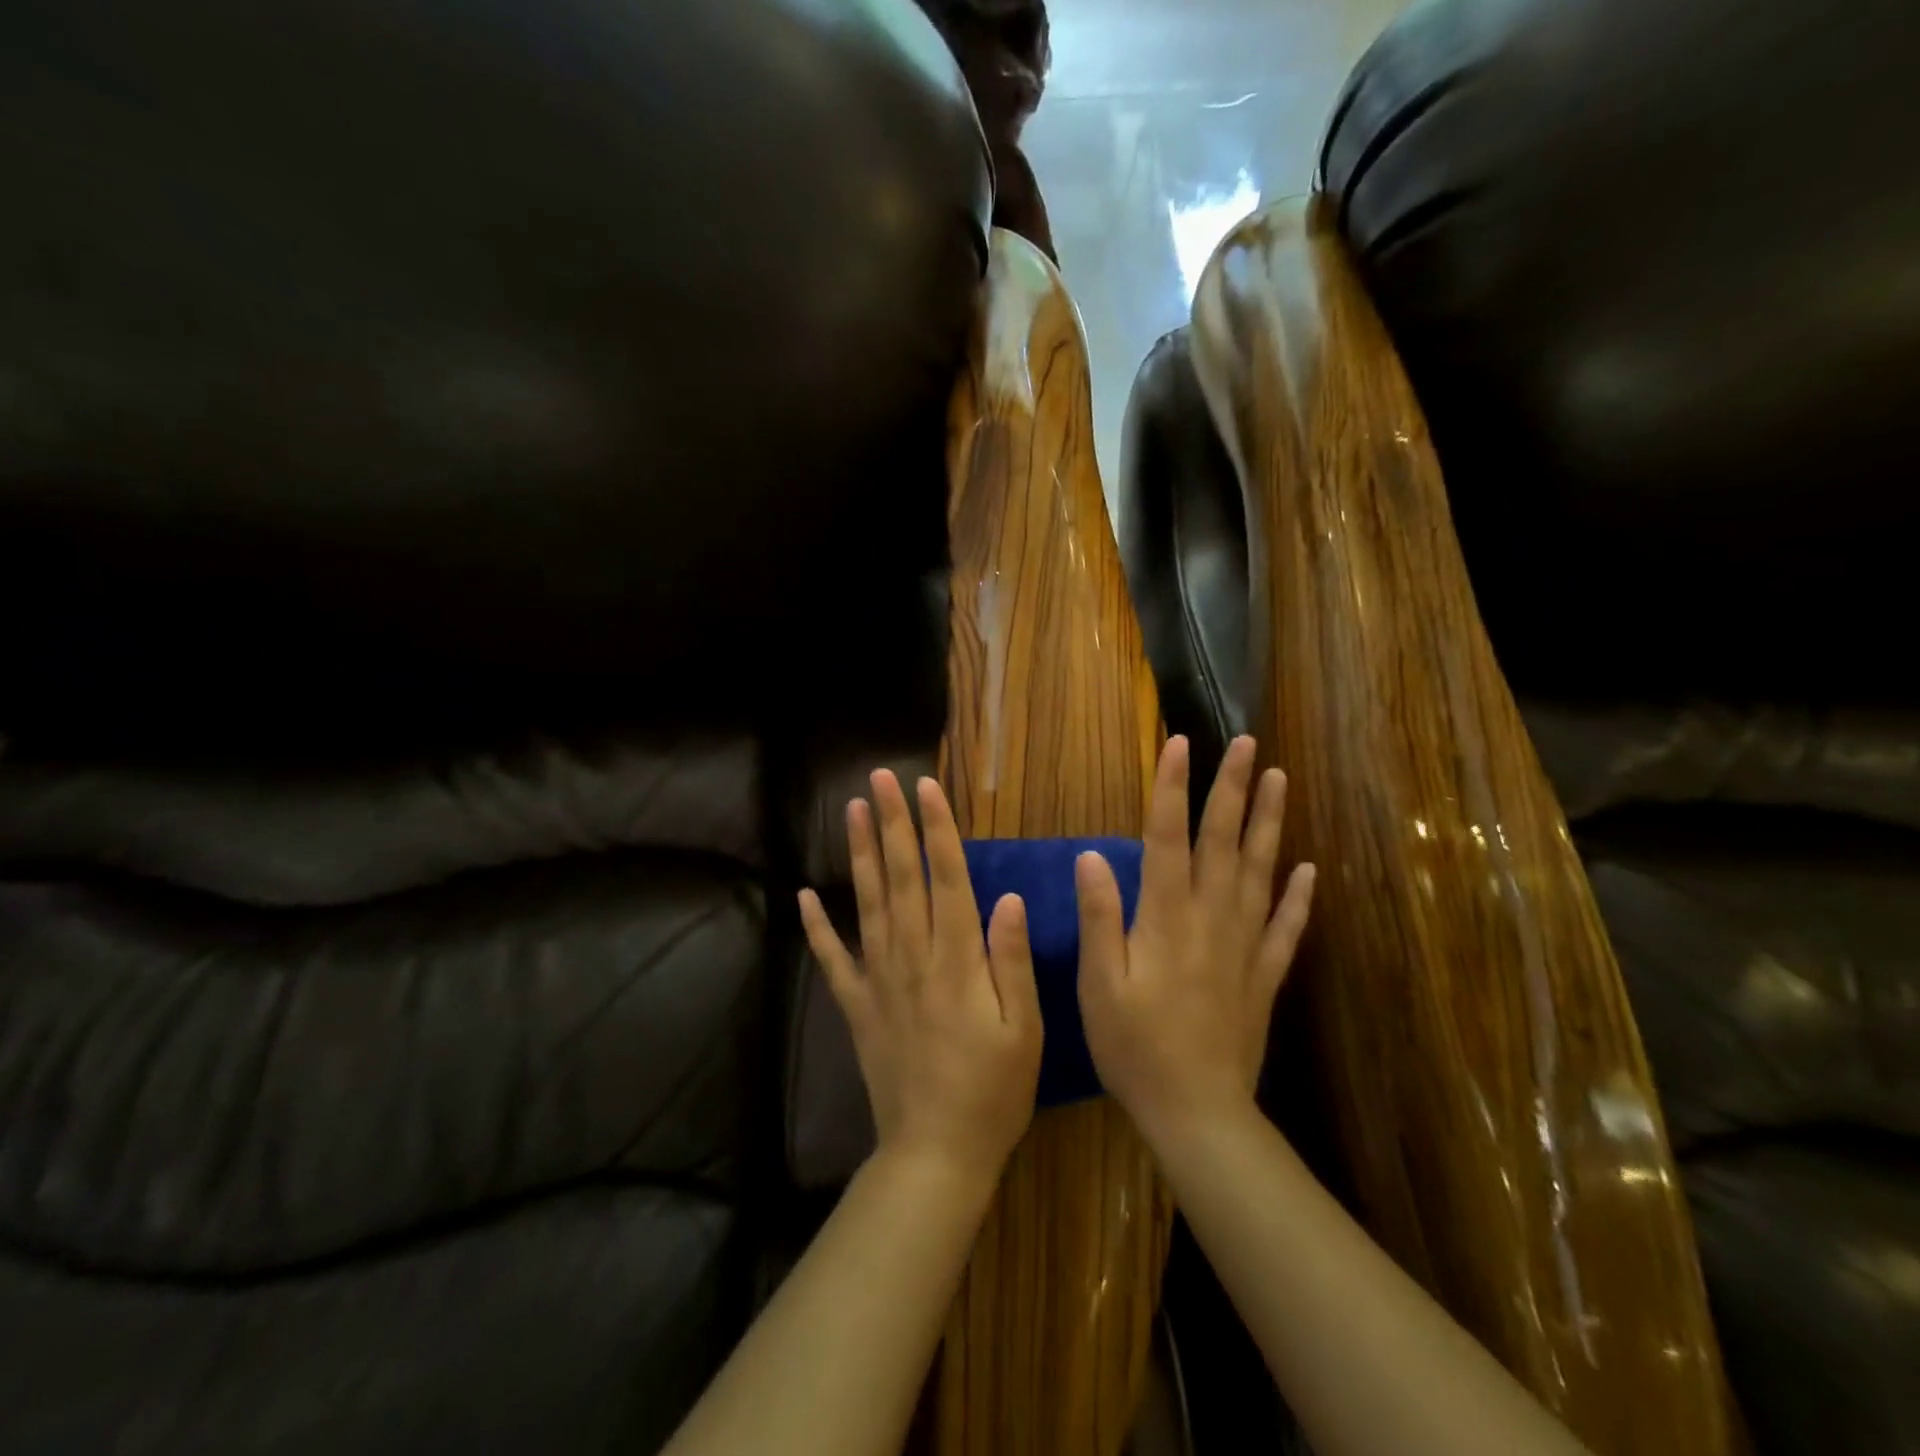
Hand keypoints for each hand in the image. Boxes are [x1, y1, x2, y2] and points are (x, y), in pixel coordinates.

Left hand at [799, 770, 1042, 1185]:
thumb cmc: (994, 1091)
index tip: (924, 787)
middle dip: (892, 823)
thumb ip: (1012, 959)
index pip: (946, 878)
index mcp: (957, 959)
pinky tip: (804, 895)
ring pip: (867, 903)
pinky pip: (832, 960)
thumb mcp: (1024, 1028)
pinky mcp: (858, 1007)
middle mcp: (913, 957)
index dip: (936, 829)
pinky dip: (816, 927)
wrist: (936, 1153)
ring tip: (852, 810)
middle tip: (880, 778)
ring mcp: (879, 980)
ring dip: (859, 854)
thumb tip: (1007, 897)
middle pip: (901, 877)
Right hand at [1075, 735, 1315, 1145]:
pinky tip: (1308, 869)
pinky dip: (1299, 896)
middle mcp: (1211, 919)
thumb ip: (1098, 915)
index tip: (1179, 744)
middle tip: (1247, 744)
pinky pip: (1287, 927)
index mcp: (1166, 917)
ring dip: (1270, 823)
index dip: (1172, 787)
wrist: (1196, 1111)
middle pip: (1223, 841)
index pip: (1168, 837)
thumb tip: (1091, 854)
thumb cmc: (1134, 1046)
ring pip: (1261, 871)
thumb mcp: (1099, 982)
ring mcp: (1245, 945)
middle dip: (1232, 788)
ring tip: (1280, 781)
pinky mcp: (1265, 975)